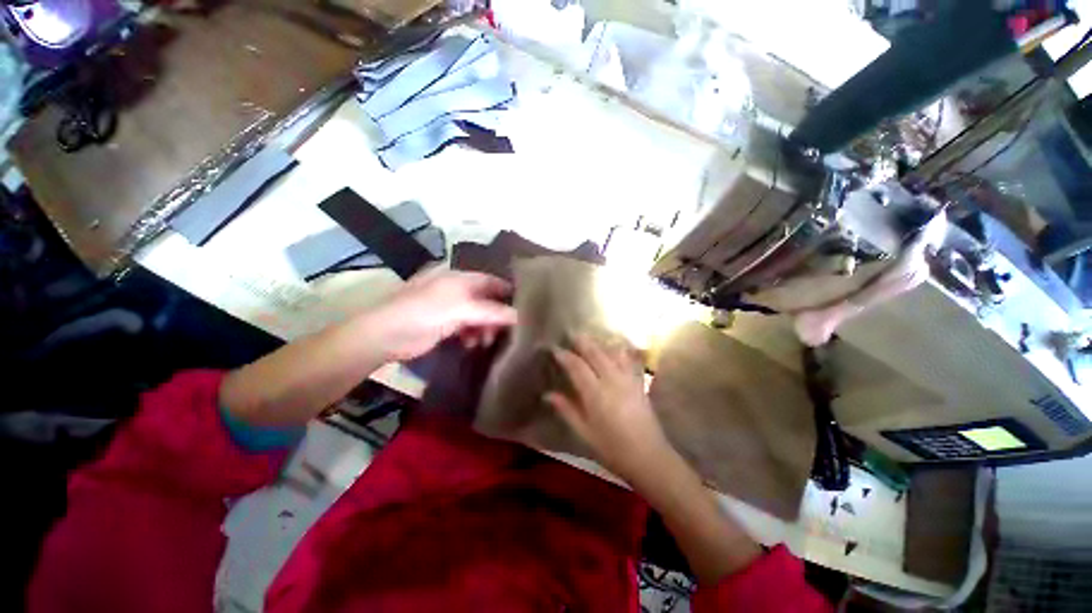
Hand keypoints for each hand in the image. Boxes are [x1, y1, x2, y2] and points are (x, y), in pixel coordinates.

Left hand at [370, 268, 516, 360]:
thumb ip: (493, 312)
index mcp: (461, 278)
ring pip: (478, 315)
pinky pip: (467, 327)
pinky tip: (471, 343)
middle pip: (487, 300)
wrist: (385, 334)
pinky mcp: (444, 323)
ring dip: (485, 327)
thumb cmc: (425, 313)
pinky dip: (473, 334)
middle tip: (505, 332)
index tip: (525, 309)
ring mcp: (450, 307)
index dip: (508, 293)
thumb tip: (521, 316)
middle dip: (497, 315)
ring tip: (486, 340)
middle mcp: (458, 289)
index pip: (493, 281)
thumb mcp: (462, 309)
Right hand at [545, 335, 669, 483]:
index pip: (577, 367)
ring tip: (590, 339)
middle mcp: (612, 380)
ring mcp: (628, 379)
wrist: (649, 457)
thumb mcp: (585, 433)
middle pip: (595, 353)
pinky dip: (618, 351)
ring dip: (599, 344)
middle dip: (582, 342)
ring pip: (612, 353)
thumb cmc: (612, 449)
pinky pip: (627, 360)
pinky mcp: (639, 383)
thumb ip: (567, 410)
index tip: (555, 349)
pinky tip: (615, 348)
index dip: (565, 356)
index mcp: (596, 394)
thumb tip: (548, 395)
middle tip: (572, 334)